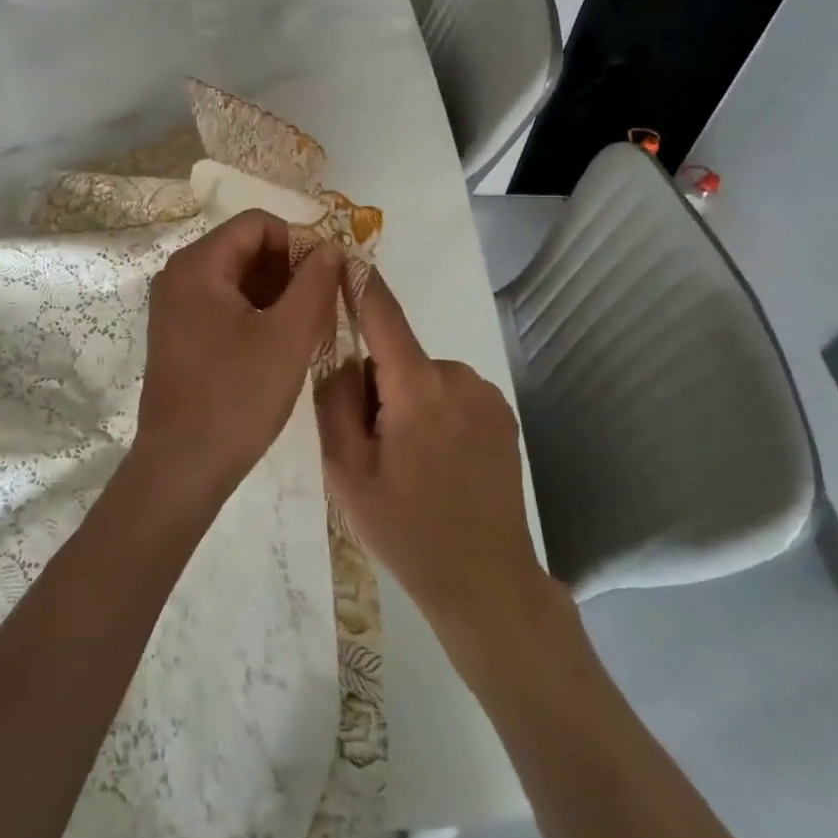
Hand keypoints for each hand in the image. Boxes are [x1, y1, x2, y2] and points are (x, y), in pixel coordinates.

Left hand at [135, 210, 342, 502]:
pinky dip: (257, 310)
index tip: (328, 274)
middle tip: (324, 302)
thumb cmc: (237, 396)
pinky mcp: (180, 332)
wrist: (183, 465)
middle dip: (289, 268)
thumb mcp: (288, 336)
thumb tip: (331, 247)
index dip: (299, 240)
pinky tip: (282, 340)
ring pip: (237, 276)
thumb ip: (315, 283)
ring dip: (277, 291)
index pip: (257, 224)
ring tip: (309, 324)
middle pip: (245, 247)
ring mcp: (176, 305)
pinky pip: (225, 302)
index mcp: (198, 265)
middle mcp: (179, 275)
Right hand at [315, 267, 554, 649]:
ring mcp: (487, 397)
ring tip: (410, 465)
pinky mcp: (503, 416)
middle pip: (398, 358)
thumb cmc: (407, 529)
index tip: (344, 252)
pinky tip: (440, 466)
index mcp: (419, 389)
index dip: (362, 282)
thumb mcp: (346, 470)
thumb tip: (342, 358)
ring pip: (423, 379)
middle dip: (378, 387)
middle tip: (375, 449)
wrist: (486, 584)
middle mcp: (459, 378)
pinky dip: (434, 414)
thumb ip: (334, 401)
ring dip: (407, 403)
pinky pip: (449, 395)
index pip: (384, 316)